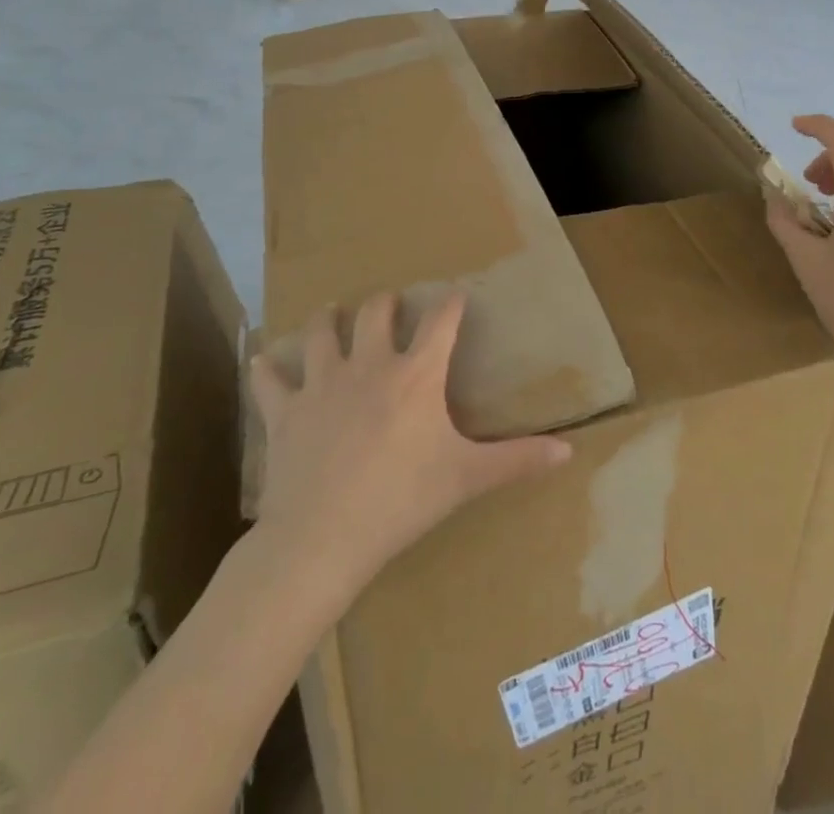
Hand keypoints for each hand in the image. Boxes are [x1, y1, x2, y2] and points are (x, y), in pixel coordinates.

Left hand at [247, 292, 570, 616]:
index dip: (451, 303)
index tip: (457, 294)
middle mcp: (370, 365)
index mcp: (416, 374)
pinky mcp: (285, 411)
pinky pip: (270, 379)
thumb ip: (518, 460)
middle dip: (386, 302)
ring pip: (322, 332)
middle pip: (376, 312)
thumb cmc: (402, 502)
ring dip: (327, 319)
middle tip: (390, 304)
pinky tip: (264, 359)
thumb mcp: (467, 478)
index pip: (441, 320)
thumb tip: (569, 452)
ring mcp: (323, 384)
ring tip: (331, 312)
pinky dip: (267, 368)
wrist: (321, 539)